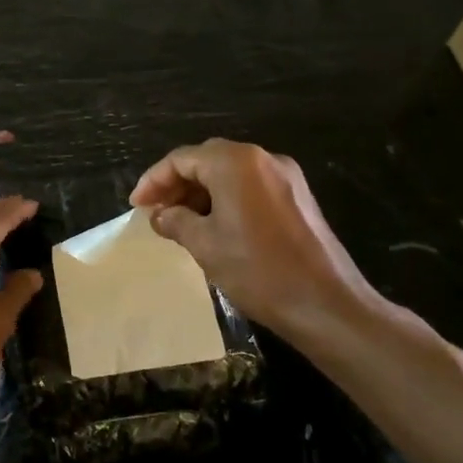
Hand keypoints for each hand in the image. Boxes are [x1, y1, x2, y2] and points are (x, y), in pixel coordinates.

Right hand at [130, 139, 377, 336]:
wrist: (326, 303)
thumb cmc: (258, 270)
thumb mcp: (205, 246)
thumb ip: (176, 222)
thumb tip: (160, 215)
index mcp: (236, 163)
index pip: (182, 159)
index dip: (154, 180)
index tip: (137, 206)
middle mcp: (262, 159)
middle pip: (207, 160)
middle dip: (177, 184)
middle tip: (156, 212)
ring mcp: (285, 177)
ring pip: (231, 173)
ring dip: (202, 192)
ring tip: (181, 223)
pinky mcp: (298, 197)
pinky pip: (251, 187)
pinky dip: (227, 199)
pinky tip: (215, 226)